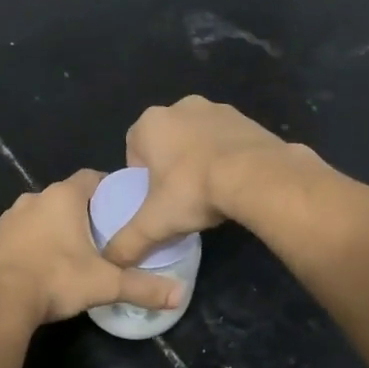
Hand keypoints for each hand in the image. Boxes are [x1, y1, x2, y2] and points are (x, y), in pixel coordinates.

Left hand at [0, 170, 180, 324]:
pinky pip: (22, 232)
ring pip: (42, 214)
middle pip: (67, 196)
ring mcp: (10, 217)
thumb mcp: (105, 284)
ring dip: (57, 226)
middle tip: (104, 234)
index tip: (122, 206)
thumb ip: (142, 287)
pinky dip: (35, 241)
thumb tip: (179, 296)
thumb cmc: (56, 279)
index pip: (91, 178)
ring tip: (75, 250)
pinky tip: (45, 264)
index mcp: (63, 197)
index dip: (108, 188)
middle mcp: (34, 198)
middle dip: (84, 211)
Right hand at [102, 96, 296, 266]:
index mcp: (150, 123)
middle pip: (166, 141)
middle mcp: (180, 107)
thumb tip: (112, 260)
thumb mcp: (154, 223)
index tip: (154, 199)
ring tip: (209, 191)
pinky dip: (226, 156)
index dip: (141, 176)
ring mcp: (216, 109)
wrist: (256, 176)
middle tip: (181, 197)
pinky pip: (227, 139)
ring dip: (199, 158)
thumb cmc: (194, 191)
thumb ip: (128, 242)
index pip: (134, 149)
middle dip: (170, 165)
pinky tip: (234, 181)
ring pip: (198, 138)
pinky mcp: (246, 119)